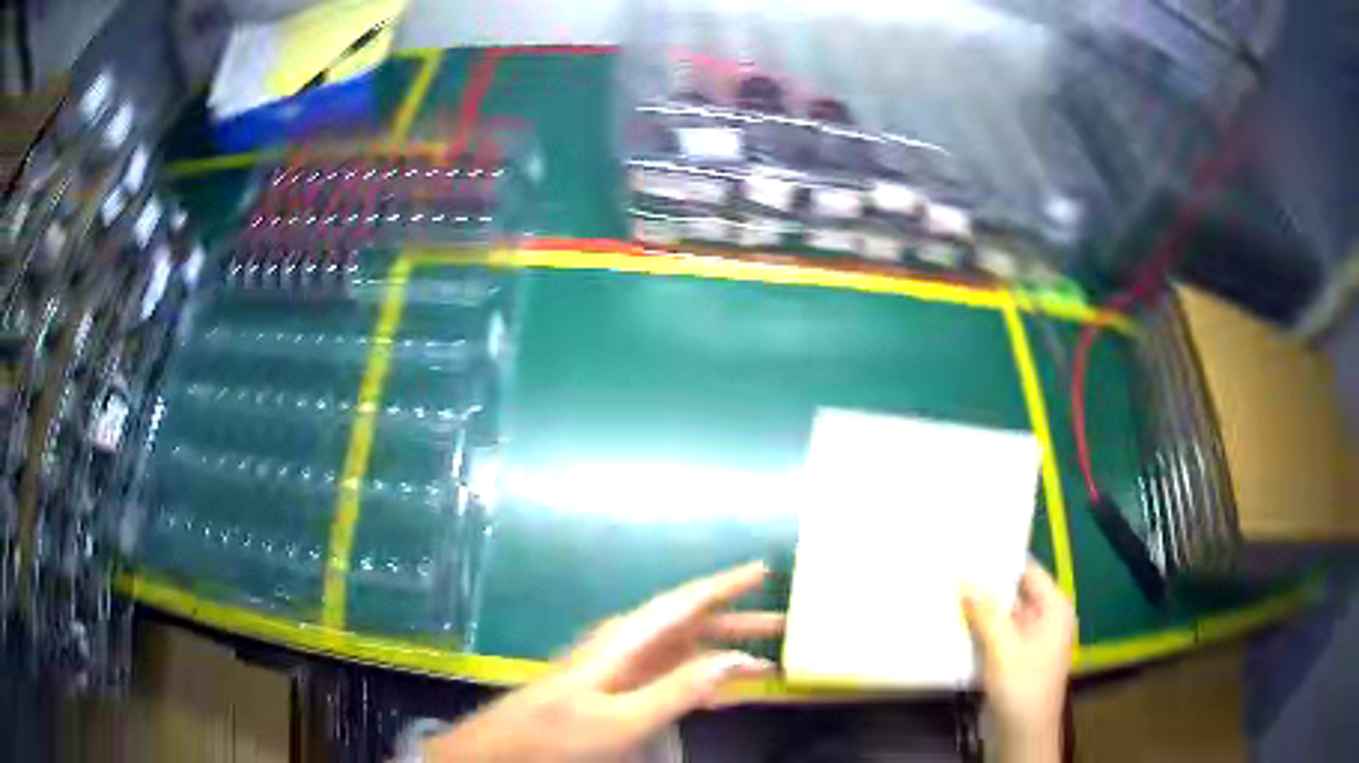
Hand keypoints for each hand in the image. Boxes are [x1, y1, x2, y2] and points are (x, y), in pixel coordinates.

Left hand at [425, 561, 783, 761]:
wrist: (508, 748)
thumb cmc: (559, 732)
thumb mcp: (622, 718)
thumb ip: (677, 689)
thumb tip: (734, 658)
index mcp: (627, 641)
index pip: (684, 603)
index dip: (725, 585)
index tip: (763, 569)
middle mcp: (628, 646)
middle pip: (691, 625)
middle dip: (737, 621)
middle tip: (785, 622)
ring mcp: (624, 670)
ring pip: (685, 652)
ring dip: (724, 653)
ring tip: (768, 659)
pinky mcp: (620, 691)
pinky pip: (672, 678)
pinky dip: (703, 681)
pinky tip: (725, 694)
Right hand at [963, 560, 1075, 762]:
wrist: (1023, 731)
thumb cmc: (1021, 685)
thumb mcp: (1003, 646)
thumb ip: (985, 612)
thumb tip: (964, 581)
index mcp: (1054, 607)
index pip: (1028, 571)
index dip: (1001, 560)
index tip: (970, 549)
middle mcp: (1046, 617)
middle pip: (1014, 593)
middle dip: (986, 586)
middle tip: (953, 569)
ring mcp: (1031, 638)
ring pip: (1003, 615)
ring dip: (980, 610)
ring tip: (949, 593)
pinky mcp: (1017, 656)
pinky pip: (998, 634)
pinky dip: (981, 629)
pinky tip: (956, 624)